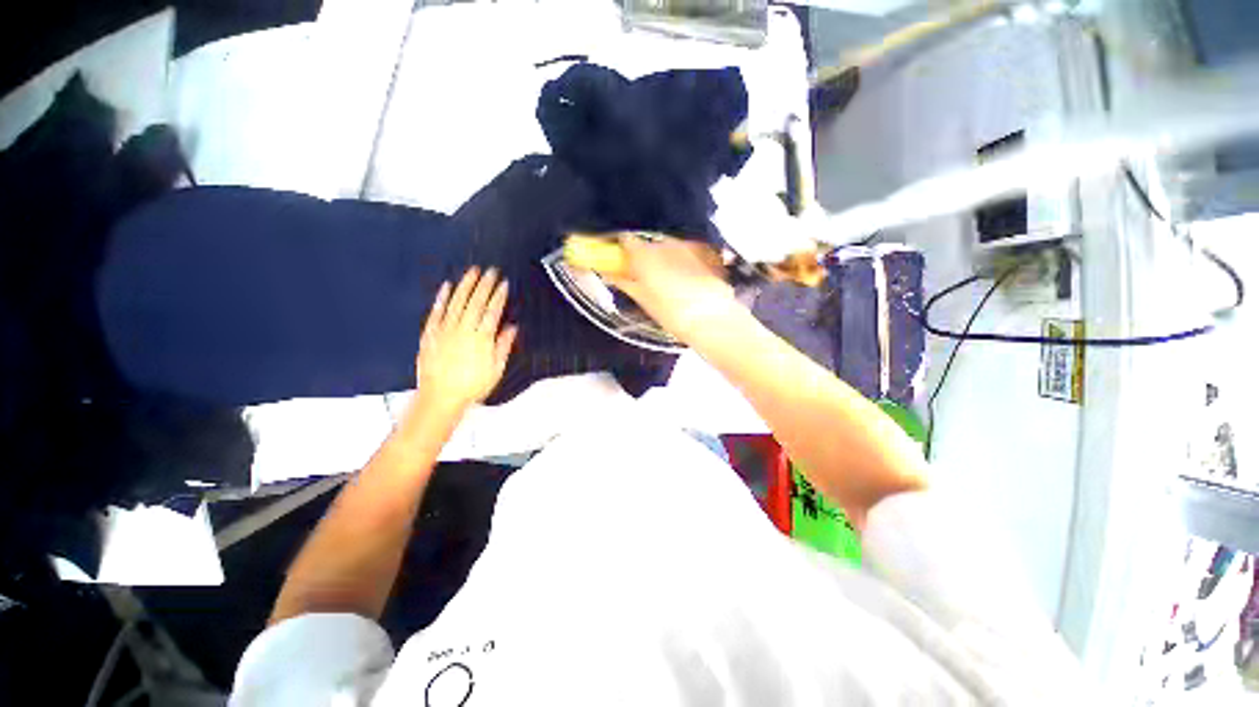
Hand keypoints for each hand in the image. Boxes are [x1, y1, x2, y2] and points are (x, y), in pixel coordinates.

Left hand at [412, 268, 516, 420]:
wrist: (440, 398)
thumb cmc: (472, 386)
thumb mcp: (496, 369)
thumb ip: (503, 346)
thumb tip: (512, 327)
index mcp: (481, 339)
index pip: (492, 311)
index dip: (499, 296)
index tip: (504, 283)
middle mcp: (463, 330)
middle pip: (476, 302)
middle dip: (485, 285)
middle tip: (491, 270)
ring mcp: (445, 330)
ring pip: (456, 302)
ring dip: (465, 285)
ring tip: (472, 271)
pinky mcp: (430, 334)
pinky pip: (436, 312)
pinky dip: (441, 298)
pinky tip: (447, 287)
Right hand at [599, 233, 736, 342]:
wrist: (710, 317)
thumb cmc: (671, 313)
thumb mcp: (643, 300)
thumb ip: (625, 283)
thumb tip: (611, 274)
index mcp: (644, 255)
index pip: (626, 240)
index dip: (623, 249)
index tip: (622, 260)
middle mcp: (664, 244)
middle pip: (649, 244)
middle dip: (646, 257)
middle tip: (647, 277)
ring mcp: (686, 246)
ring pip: (669, 248)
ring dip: (666, 258)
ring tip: (670, 281)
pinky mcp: (705, 252)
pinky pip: (687, 252)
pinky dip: (683, 261)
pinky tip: (688, 278)